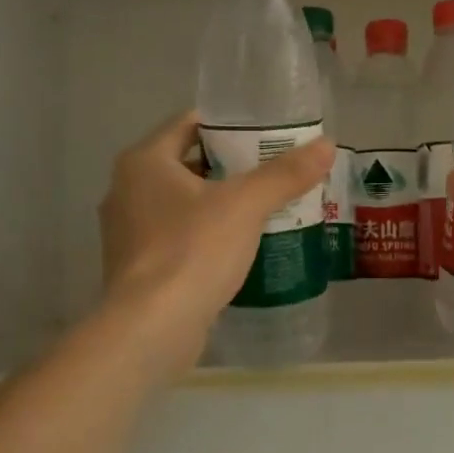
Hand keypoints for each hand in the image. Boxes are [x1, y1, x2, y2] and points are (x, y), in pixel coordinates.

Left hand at [98, 111, 334, 369]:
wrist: (151, 329)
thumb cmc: (192, 251)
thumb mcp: (245, 205)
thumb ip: (285, 174)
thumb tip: (327, 145)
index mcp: (143, 162)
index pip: (189, 124)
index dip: (229, 124)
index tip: (267, 133)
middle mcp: (126, 190)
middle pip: (188, 163)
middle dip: (230, 166)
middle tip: (275, 170)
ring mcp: (128, 232)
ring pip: (183, 203)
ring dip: (219, 203)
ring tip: (265, 206)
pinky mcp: (137, 268)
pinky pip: (178, 237)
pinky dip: (206, 235)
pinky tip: (241, 246)